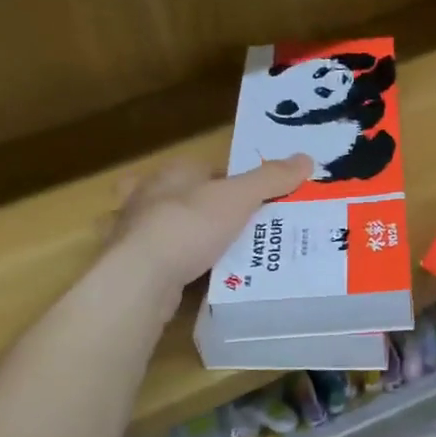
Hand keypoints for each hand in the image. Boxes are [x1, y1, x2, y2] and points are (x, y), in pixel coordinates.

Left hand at [111, 155, 311, 302]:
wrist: (140, 277)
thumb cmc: (189, 225)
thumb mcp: (239, 197)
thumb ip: (271, 179)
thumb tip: (307, 158)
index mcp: (172, 173)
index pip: (207, 170)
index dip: (231, 183)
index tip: (254, 202)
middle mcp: (147, 196)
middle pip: (183, 196)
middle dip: (202, 209)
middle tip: (235, 229)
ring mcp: (133, 231)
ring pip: (164, 228)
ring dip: (185, 237)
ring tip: (215, 254)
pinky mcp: (129, 264)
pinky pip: (158, 260)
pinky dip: (172, 265)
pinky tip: (190, 278)